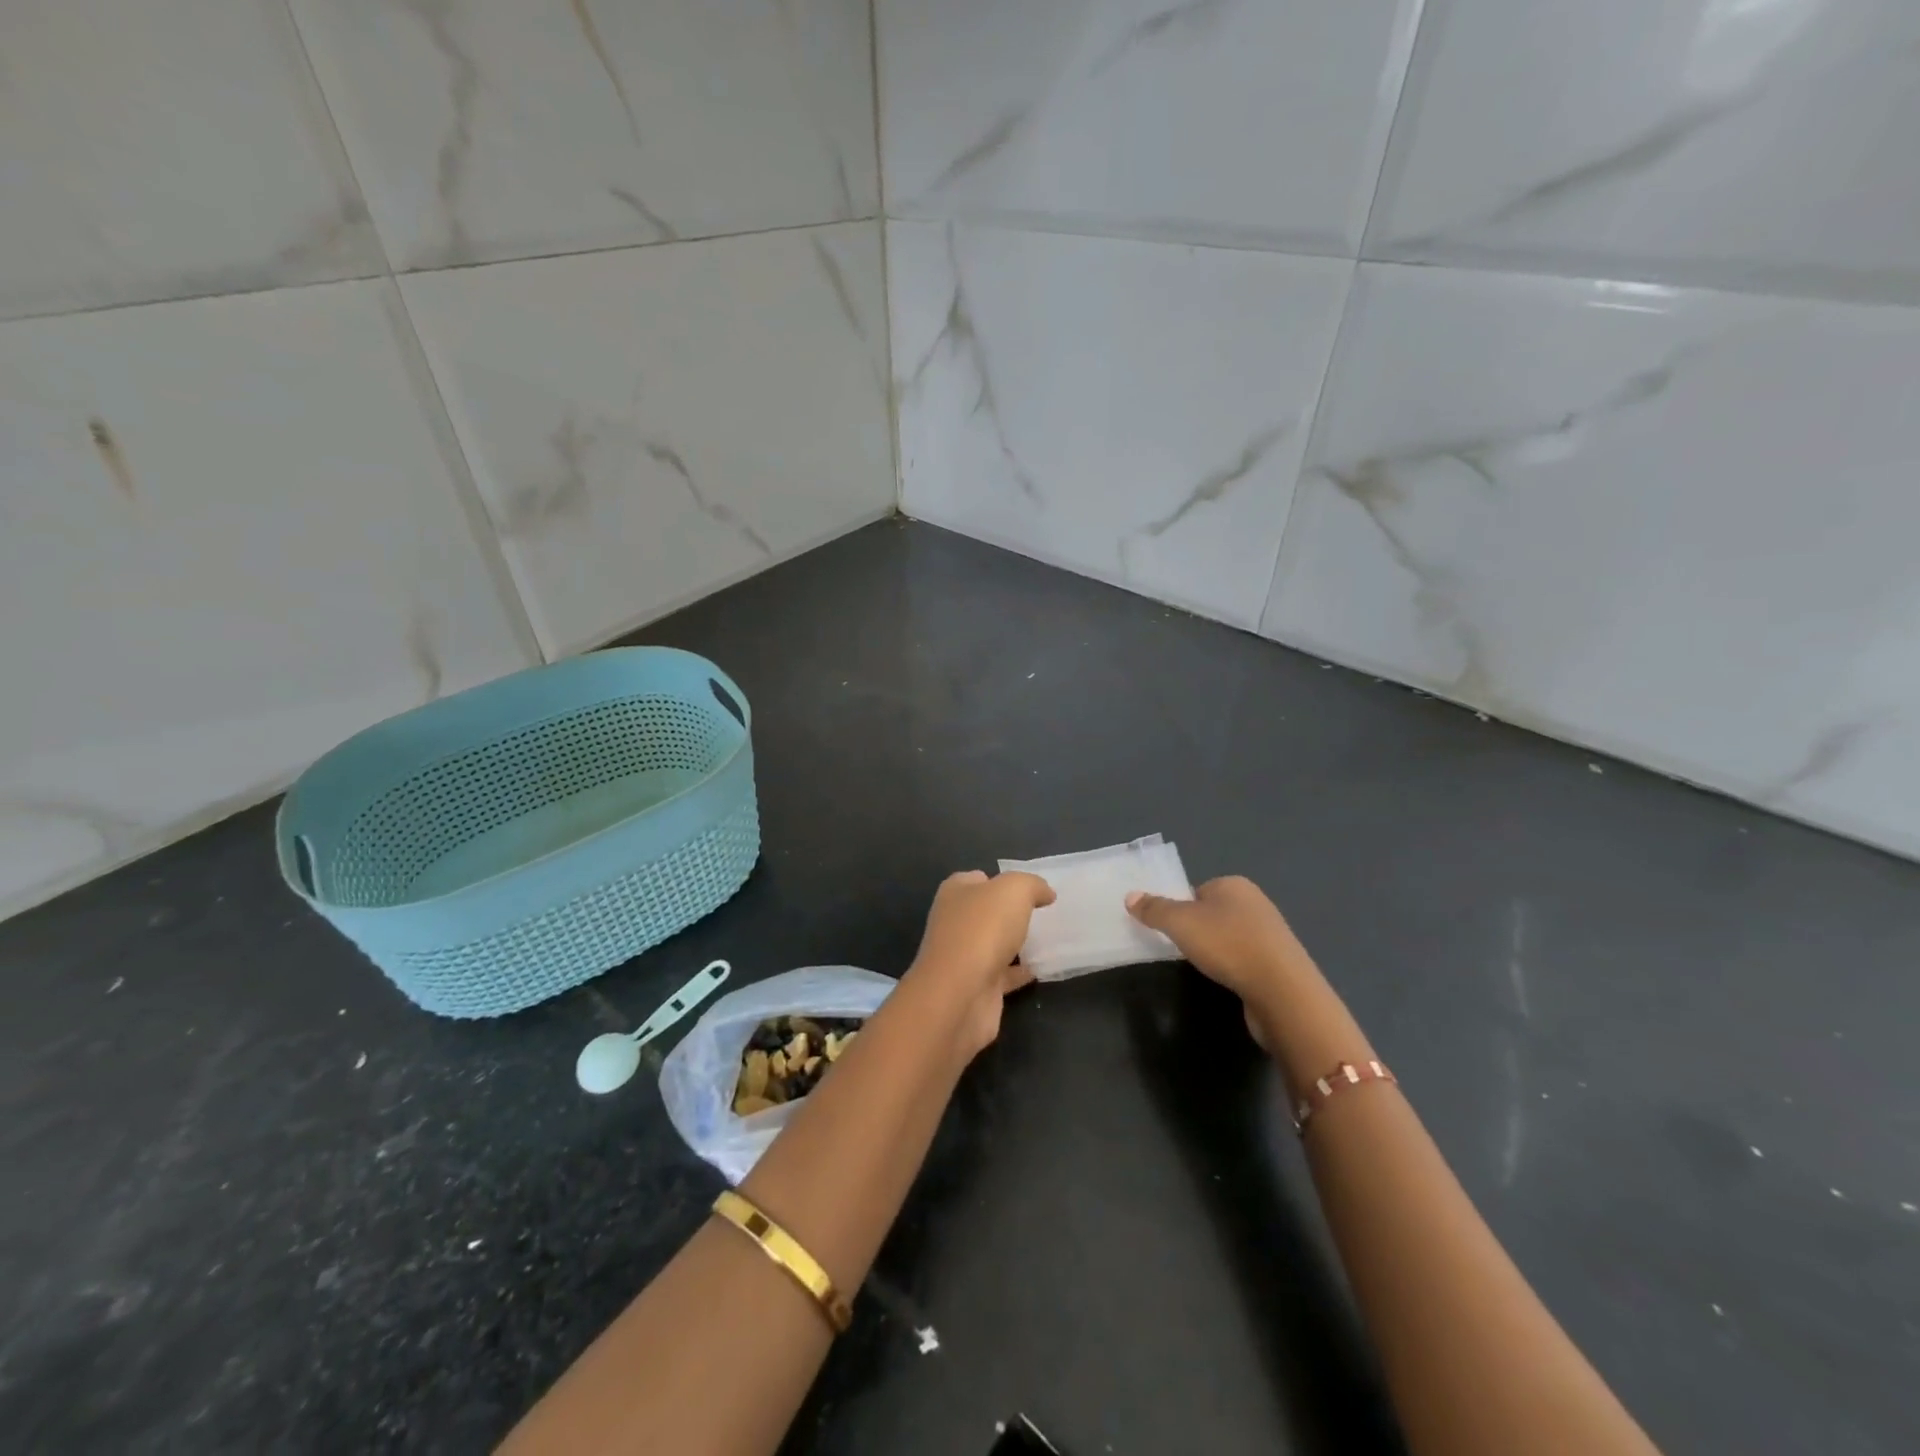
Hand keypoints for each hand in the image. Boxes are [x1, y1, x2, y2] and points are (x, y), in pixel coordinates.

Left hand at [904, 870, 1054, 1058]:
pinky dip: (1020, 972)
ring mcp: (963, 956)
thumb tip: (1045, 893)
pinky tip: (1042, 968)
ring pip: (995, 943)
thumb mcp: (1014, 890)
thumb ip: (1032, 885)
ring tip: (1049, 939)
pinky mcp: (976, 987)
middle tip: (1045, 914)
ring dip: (1016, 942)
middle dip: (1012, 913)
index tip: (1032, 890)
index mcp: (956, 893)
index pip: (978, 879)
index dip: (1003, 880)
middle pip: (987, 912)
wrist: (961, 995)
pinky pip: (1003, 974)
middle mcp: (955, 922)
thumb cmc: (983, 930)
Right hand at [1127, 876, 1314, 1049]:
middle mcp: (1256, 903)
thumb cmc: (1227, 945)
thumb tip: (1130, 896)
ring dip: (1215, 951)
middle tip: (1180, 949)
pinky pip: (1244, 959)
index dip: (1179, 908)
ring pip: (1229, 937)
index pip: (1197, 890)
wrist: (1282, 991)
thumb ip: (1154, 909)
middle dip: (1196, 930)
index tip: (1168, 930)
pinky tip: (1226, 979)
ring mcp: (1270, 934)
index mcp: (1234, 885)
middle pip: (1212, 913)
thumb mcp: (1180, 923)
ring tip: (1203, 967)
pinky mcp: (1278, 963)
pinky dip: (1232, 967)